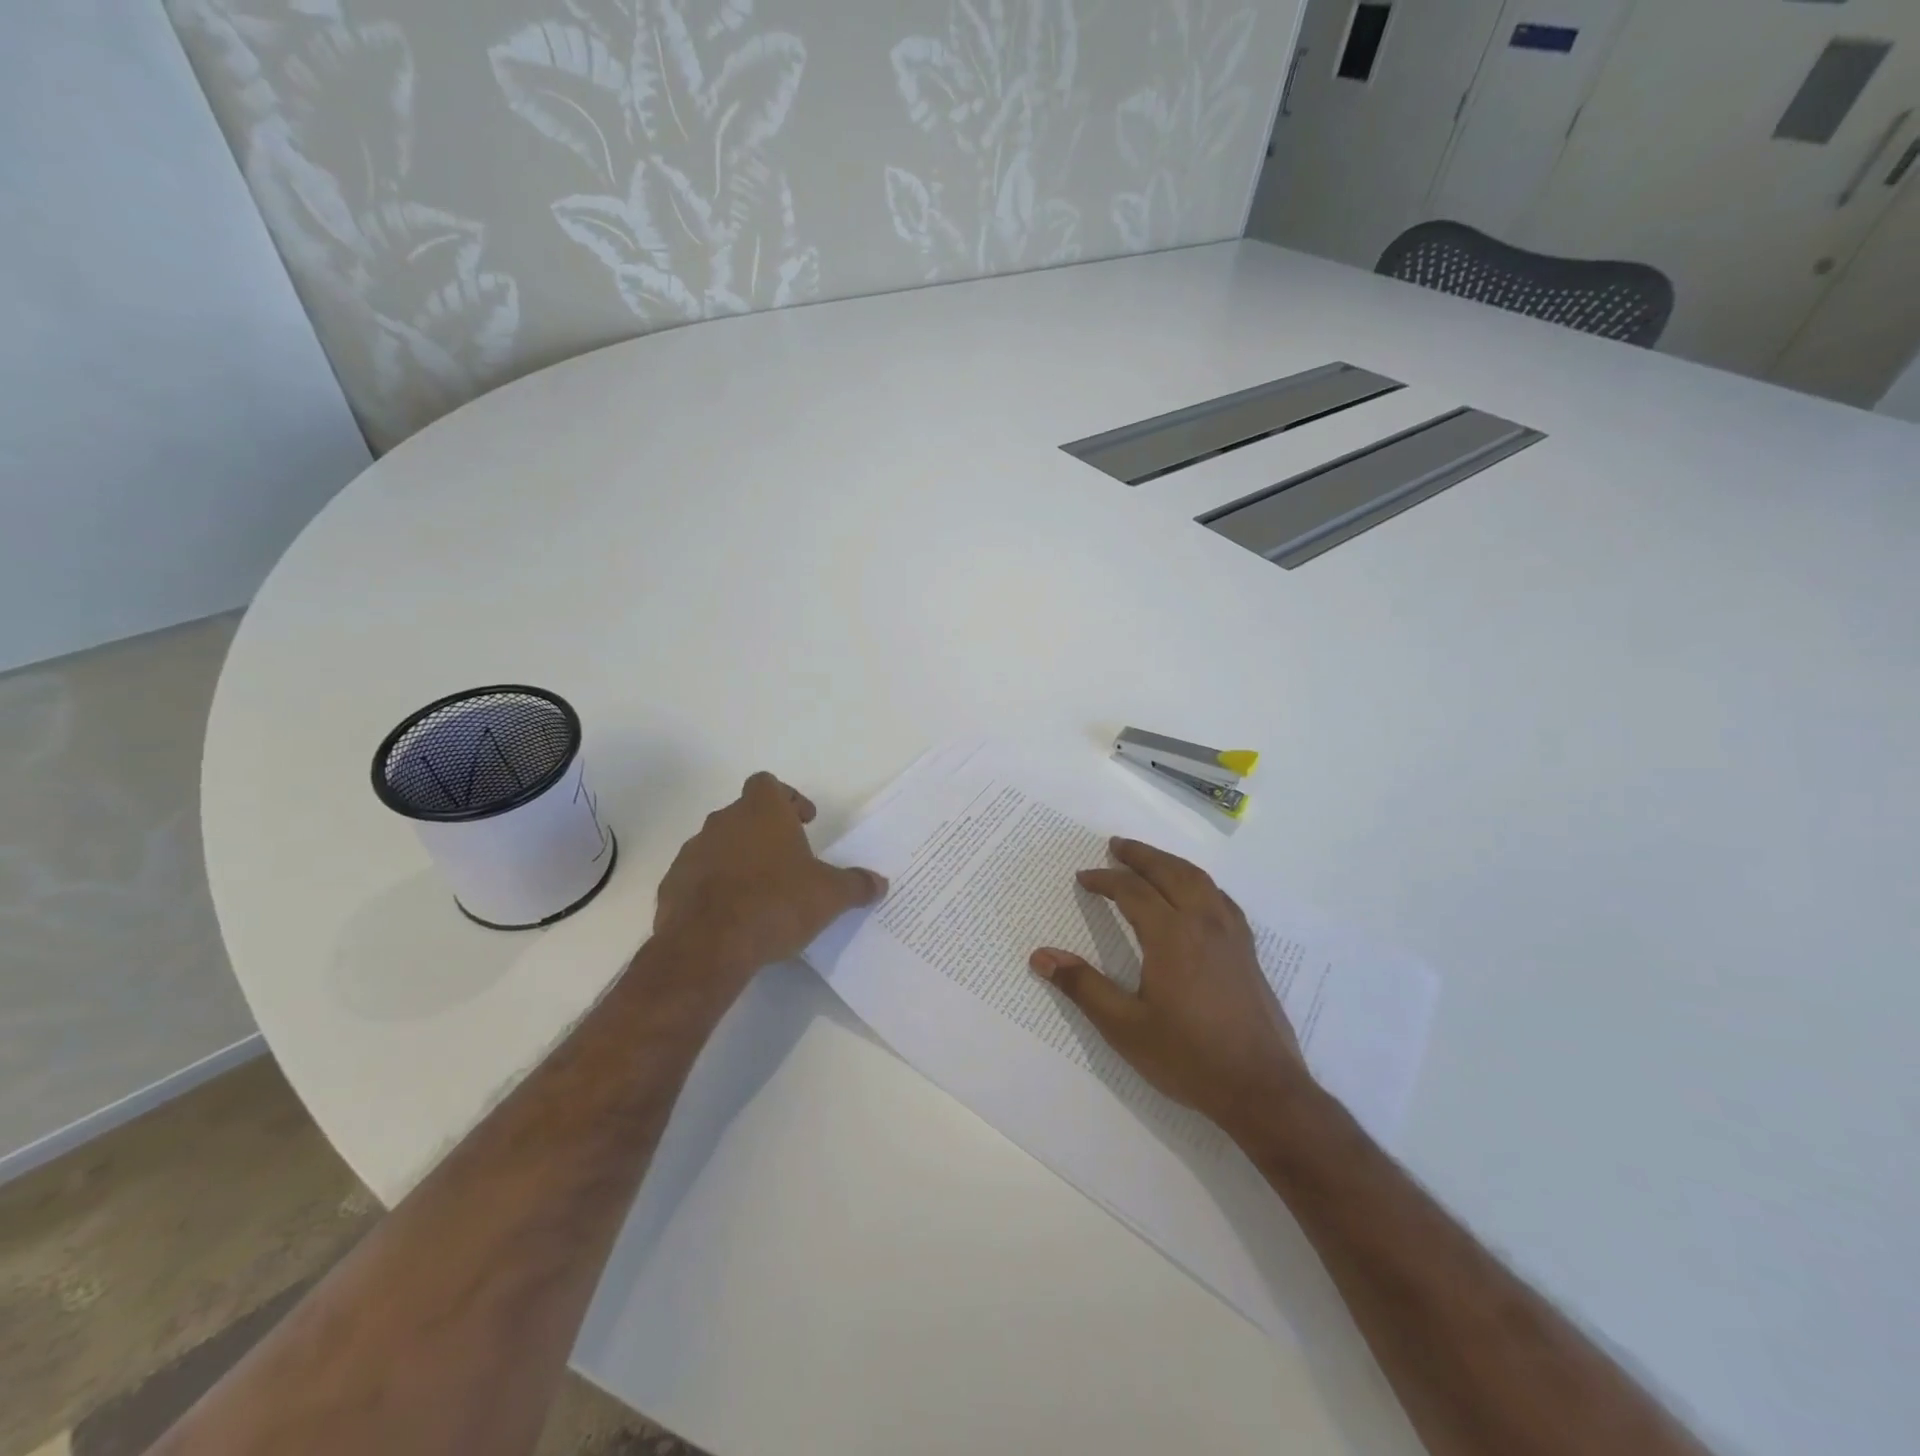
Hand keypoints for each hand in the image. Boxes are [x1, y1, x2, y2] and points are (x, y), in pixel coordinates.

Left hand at [653, 772, 886, 982]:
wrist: (709, 945)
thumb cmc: (776, 903)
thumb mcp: (829, 896)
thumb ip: (856, 885)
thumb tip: (880, 883)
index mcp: (762, 812)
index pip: (768, 784)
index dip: (788, 798)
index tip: (805, 822)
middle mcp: (723, 822)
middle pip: (744, 813)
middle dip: (765, 831)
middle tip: (788, 859)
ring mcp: (693, 852)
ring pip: (719, 844)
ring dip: (738, 858)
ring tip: (760, 890)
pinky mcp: (672, 885)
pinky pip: (698, 876)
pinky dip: (713, 886)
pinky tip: (731, 914)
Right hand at [1029, 838, 1310, 1137]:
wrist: (1262, 1089)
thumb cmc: (1188, 1057)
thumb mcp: (1125, 1027)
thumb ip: (1083, 986)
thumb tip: (1040, 956)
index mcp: (1171, 935)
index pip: (1132, 891)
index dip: (1105, 880)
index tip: (1083, 878)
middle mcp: (1203, 923)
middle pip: (1169, 872)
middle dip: (1140, 855)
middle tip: (1116, 845)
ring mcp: (1231, 935)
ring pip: (1199, 880)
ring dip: (1170, 863)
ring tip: (1150, 860)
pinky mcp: (1248, 951)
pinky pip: (1221, 899)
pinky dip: (1199, 884)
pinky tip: (1195, 895)